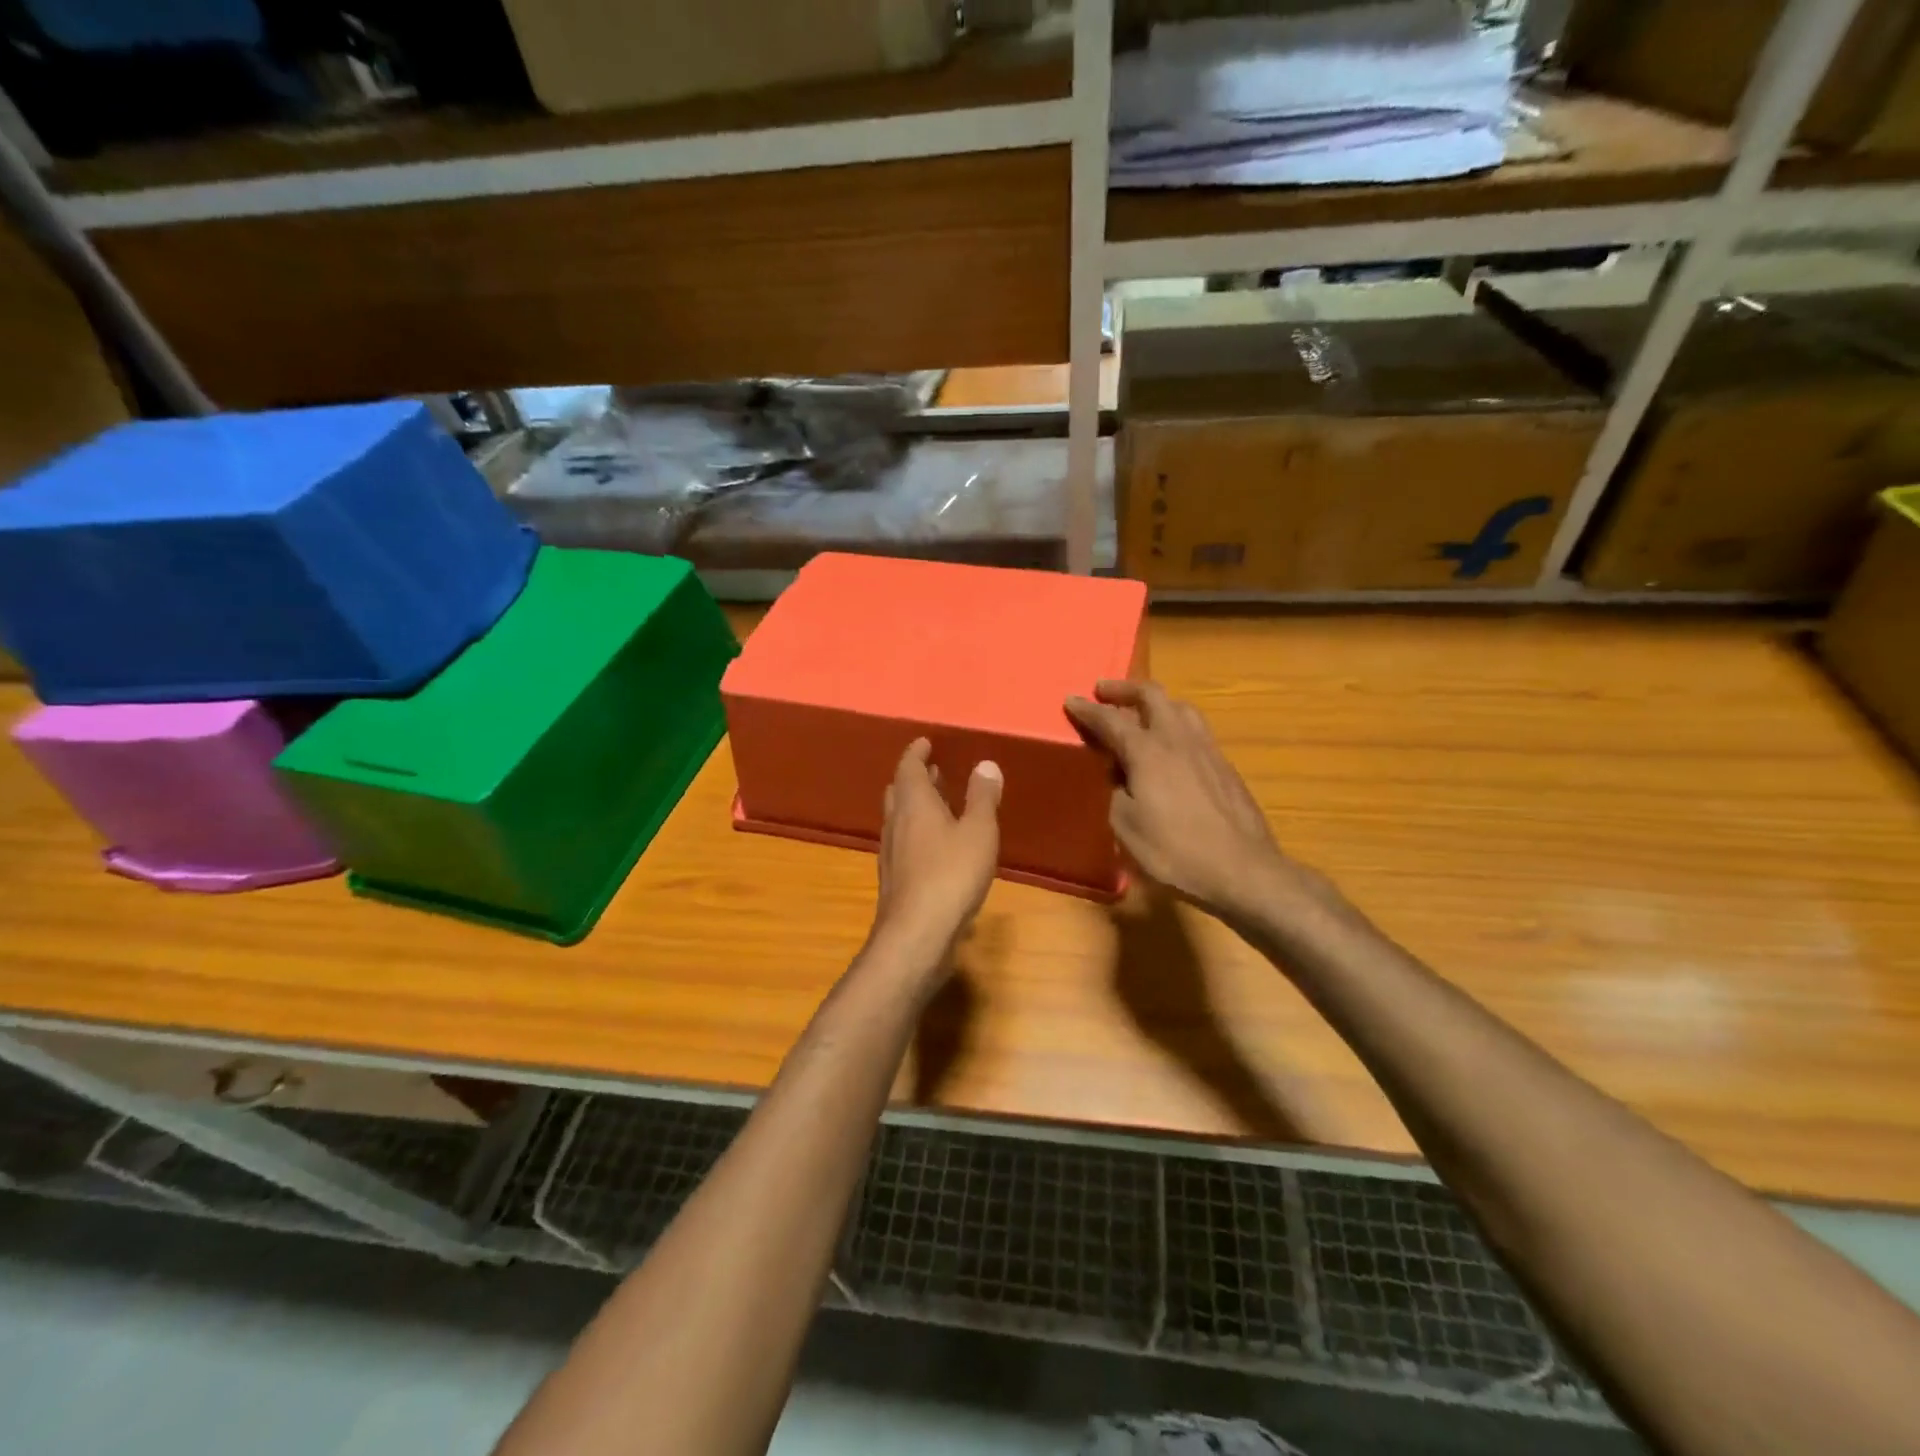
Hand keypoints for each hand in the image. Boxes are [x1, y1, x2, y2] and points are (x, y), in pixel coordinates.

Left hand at [869, 738, 1002, 964]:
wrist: (917, 933)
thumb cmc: (951, 874)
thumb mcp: (978, 831)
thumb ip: (982, 797)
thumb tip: (985, 764)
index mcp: (914, 803)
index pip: (909, 767)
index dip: (917, 752)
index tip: (926, 742)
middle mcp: (896, 822)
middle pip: (899, 791)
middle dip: (915, 778)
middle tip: (934, 771)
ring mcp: (891, 852)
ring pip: (899, 818)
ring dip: (916, 806)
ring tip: (938, 804)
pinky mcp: (895, 879)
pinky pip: (904, 843)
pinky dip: (917, 832)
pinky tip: (935, 847)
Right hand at [1066, 680, 1303, 920]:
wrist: (1242, 869)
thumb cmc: (1176, 851)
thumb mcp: (1126, 828)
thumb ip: (1115, 793)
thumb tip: (1117, 776)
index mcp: (1148, 752)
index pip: (1111, 720)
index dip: (1088, 710)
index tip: (1071, 700)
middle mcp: (1178, 740)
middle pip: (1153, 696)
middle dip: (1125, 689)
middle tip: (1104, 692)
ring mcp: (1207, 750)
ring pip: (1180, 708)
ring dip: (1155, 702)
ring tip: (1141, 712)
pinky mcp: (1225, 766)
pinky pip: (1195, 730)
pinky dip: (1175, 724)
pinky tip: (1172, 746)